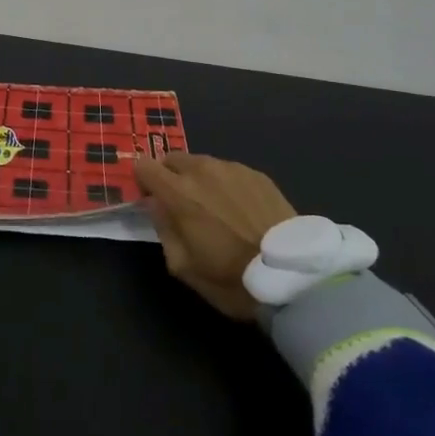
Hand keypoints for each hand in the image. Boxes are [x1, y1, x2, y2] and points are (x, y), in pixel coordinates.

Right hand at [132, 153, 296, 320]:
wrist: (291, 275)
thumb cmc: (231, 277)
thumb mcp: (183, 266)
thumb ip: (163, 228)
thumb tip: (154, 203)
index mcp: (179, 192)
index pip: (144, 165)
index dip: (143, 180)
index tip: (150, 197)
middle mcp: (203, 170)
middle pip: (172, 158)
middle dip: (170, 175)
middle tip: (182, 203)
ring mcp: (232, 168)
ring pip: (202, 162)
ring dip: (199, 178)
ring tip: (215, 207)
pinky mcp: (257, 174)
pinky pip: (229, 170)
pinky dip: (226, 183)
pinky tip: (240, 209)